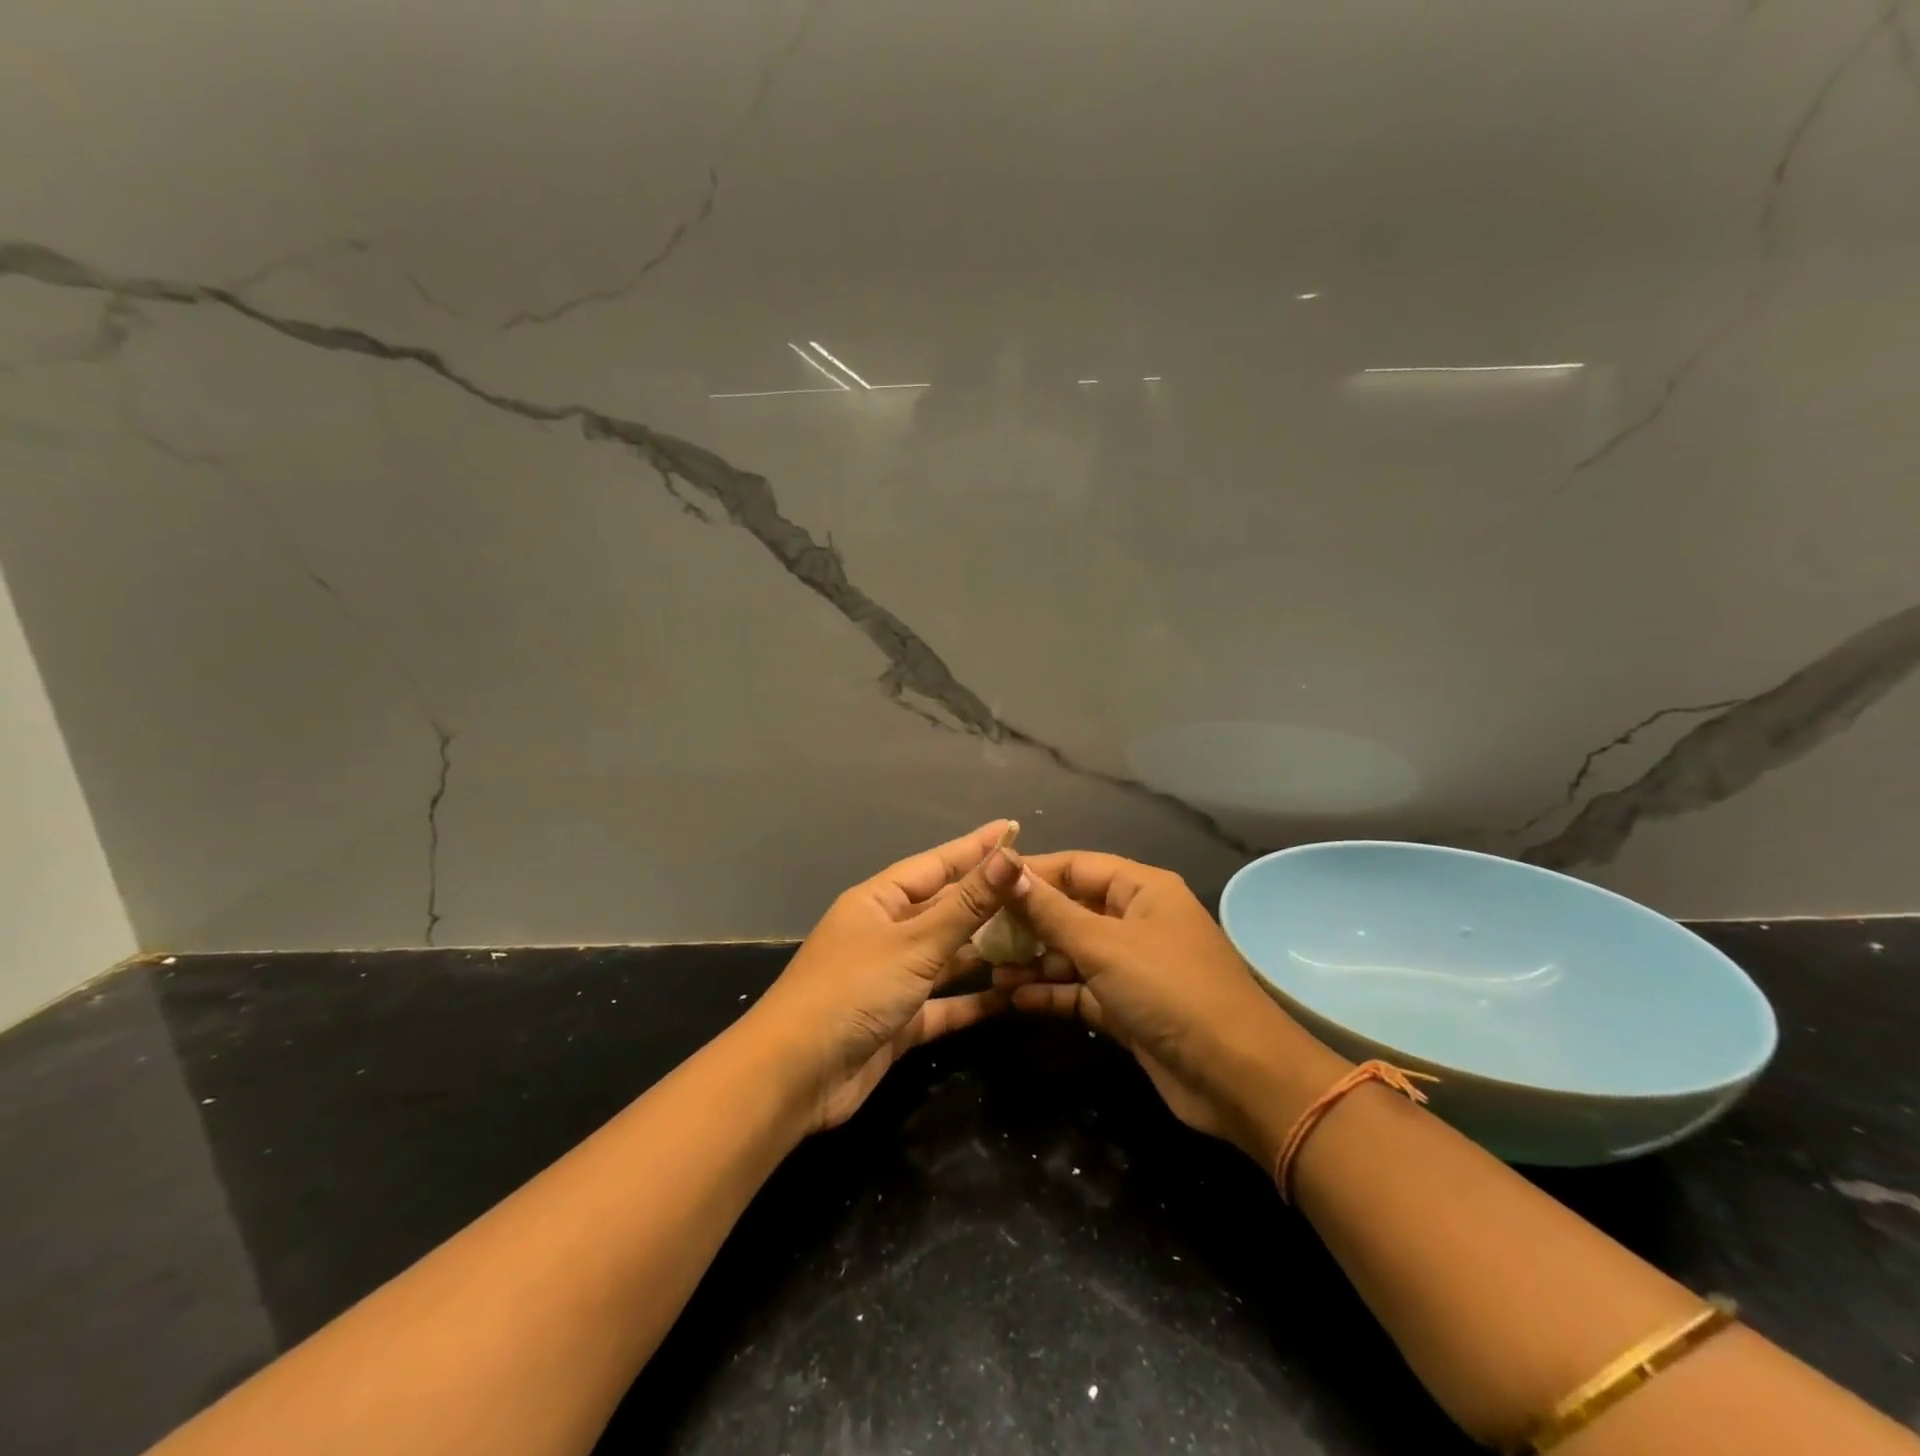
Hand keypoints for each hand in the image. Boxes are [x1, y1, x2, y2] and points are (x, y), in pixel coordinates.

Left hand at [750, 821, 1024, 1130]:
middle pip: (946, 908)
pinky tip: (1013, 996)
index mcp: (879, 900)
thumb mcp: (915, 943)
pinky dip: (975, 1000)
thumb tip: (1009, 857)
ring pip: (948, 956)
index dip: (976, 848)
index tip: (1012, 829)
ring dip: (987, 950)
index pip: (937, 864)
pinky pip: (946, 1003)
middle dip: (988, 899)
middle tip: (1038, 888)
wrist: (796, 1075)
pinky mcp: (900, 1022)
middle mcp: (886, 933)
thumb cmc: (853, 990)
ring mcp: (892, 978)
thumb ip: (966, 905)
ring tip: (1037, 937)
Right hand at [993, 851, 1345, 1163]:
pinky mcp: (1129, 1009)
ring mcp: (1134, 967)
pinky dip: (1051, 993)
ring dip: (1033, 961)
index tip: (983, 883)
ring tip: (988, 970)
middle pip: (1071, 909)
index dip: (1031, 872)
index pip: (1076, 866)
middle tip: (977, 935)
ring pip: (1072, 953)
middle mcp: (1137, 920)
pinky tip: (1012, 999)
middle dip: (1026, 922)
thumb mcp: (1104, 945)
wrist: (1239, 1079)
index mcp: (1142, 889)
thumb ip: (1050, 910)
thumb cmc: (1171, 991)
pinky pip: (1081, 991)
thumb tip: (1004, 865)